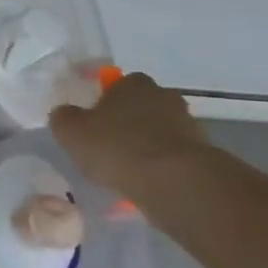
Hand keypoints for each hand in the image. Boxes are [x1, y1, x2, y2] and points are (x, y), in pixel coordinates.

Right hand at [50, 72, 211, 195]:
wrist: (174, 181)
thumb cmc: (117, 147)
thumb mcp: (70, 131)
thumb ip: (63, 117)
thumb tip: (65, 114)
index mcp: (133, 84)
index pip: (118, 84)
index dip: (104, 102)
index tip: (94, 122)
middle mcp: (164, 96)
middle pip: (141, 106)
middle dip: (128, 122)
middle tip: (109, 146)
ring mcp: (188, 125)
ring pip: (159, 132)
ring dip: (146, 145)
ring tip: (128, 171)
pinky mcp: (203, 154)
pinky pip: (173, 157)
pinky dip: (161, 166)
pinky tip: (146, 184)